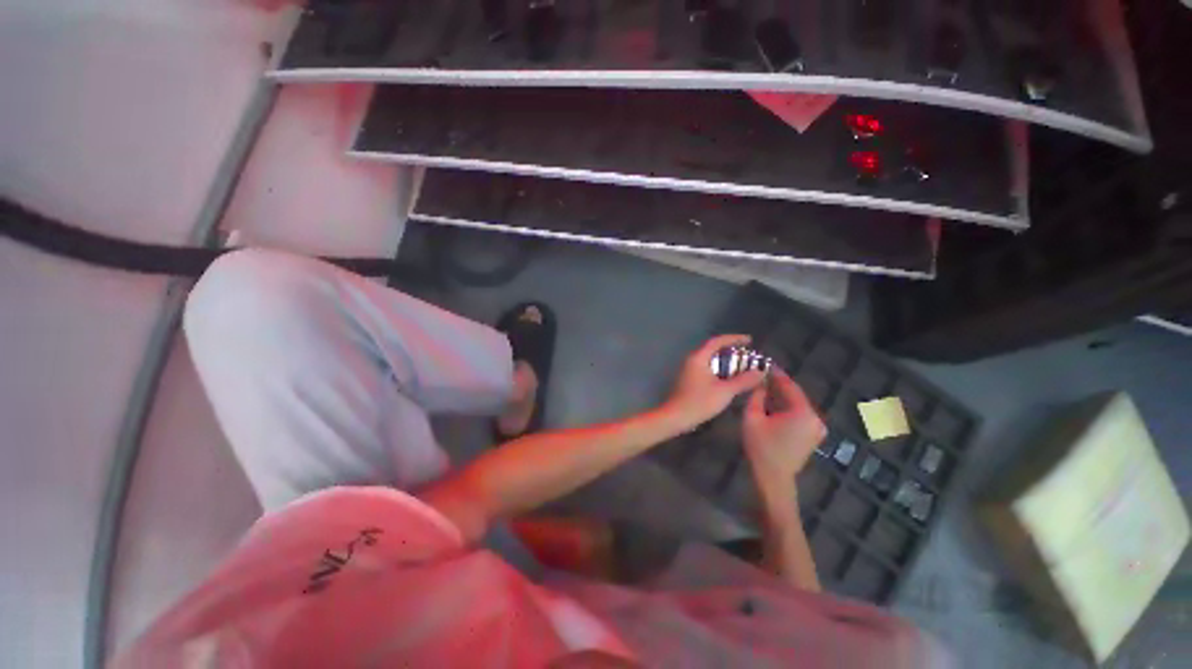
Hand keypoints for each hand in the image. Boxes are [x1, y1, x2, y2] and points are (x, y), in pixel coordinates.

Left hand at [665, 334, 765, 430]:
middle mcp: (692, 360)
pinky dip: (719, 370)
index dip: (734, 339)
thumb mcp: (725, 391)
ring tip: (742, 367)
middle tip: (748, 355)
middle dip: (731, 351)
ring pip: (710, 360)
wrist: (676, 417)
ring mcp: (689, 370)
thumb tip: (761, 372)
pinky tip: (729, 379)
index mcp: (698, 357)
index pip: (717, 341)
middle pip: (713, 349)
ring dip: (726, 362)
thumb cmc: (699, 402)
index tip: (750, 340)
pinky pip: (707, 369)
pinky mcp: (689, 380)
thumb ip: (743, 380)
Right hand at [742, 369, 826, 481]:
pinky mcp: (813, 435)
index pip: (790, 386)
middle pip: (796, 395)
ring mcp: (817, 428)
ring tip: (765, 387)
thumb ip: (757, 396)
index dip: (777, 374)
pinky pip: (800, 414)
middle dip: (779, 385)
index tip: (765, 363)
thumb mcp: (752, 417)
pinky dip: (788, 408)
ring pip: (798, 405)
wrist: (774, 478)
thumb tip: (759, 382)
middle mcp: (815, 418)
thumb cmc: (761, 447)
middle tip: (763, 375)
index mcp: (803, 412)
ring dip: (783, 396)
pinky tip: (774, 404)